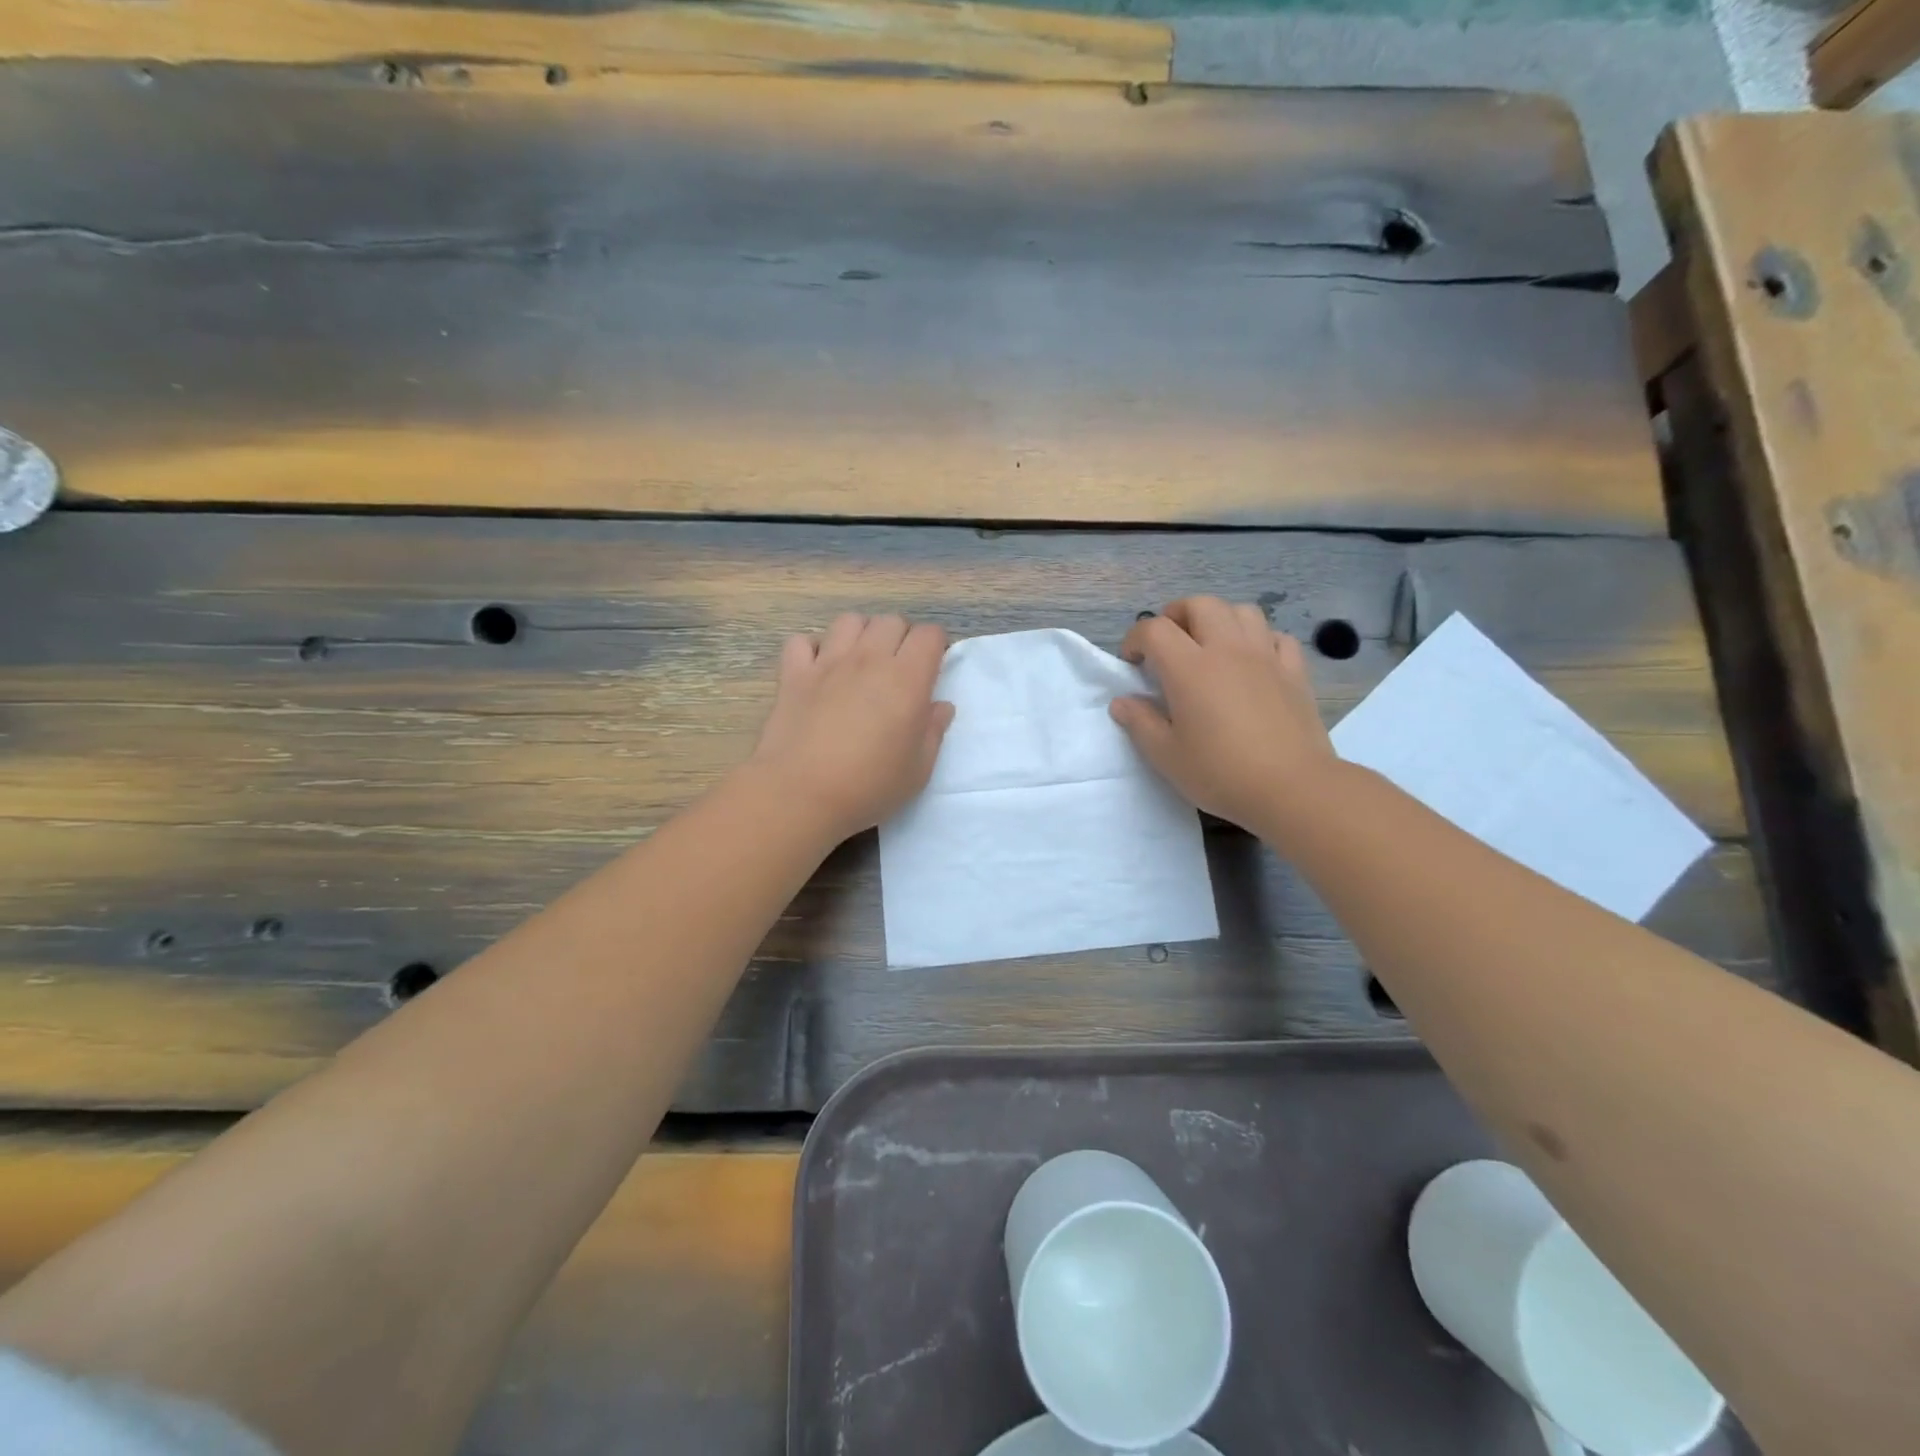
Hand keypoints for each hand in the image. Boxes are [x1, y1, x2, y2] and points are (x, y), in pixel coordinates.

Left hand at [749, 613, 954, 841]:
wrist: (801, 794)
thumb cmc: (869, 786)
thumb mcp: (918, 770)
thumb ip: (933, 732)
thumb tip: (940, 707)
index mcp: (906, 679)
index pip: (929, 635)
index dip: (935, 647)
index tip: (932, 670)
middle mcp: (869, 659)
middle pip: (891, 621)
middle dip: (901, 637)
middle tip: (898, 669)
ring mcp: (827, 662)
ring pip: (849, 621)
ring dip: (861, 634)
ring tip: (860, 662)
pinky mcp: (793, 674)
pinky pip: (801, 641)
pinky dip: (811, 649)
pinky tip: (817, 669)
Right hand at [1109, 597, 1334, 829]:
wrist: (1292, 788)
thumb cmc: (1220, 773)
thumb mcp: (1166, 756)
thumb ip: (1140, 723)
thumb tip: (1122, 702)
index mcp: (1189, 668)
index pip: (1154, 630)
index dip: (1135, 639)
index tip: (1131, 663)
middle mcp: (1227, 650)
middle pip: (1200, 605)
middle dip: (1177, 616)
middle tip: (1168, 644)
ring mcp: (1265, 657)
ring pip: (1242, 611)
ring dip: (1219, 619)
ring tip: (1210, 645)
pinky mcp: (1295, 672)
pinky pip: (1276, 637)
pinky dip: (1259, 639)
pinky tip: (1252, 661)